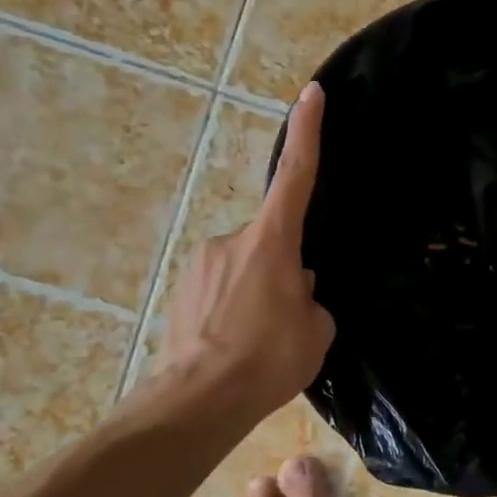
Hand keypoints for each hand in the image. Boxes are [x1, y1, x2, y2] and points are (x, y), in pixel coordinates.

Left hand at [158, 83, 335, 419]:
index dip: (306, 132)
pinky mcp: (180, 291)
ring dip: (259, 294)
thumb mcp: (316, 329)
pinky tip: (237, 346)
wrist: (197, 402)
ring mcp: (200, 264)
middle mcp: (232, 240)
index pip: (296, 175)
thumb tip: (297, 289)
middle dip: (285, 269)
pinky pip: (221, 290)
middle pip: (272, 240)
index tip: (311, 94)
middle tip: (290, 318)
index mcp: (272, 241)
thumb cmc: (268, 359)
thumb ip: (311, 298)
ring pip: (246, 269)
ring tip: (261, 341)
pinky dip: (234, 310)